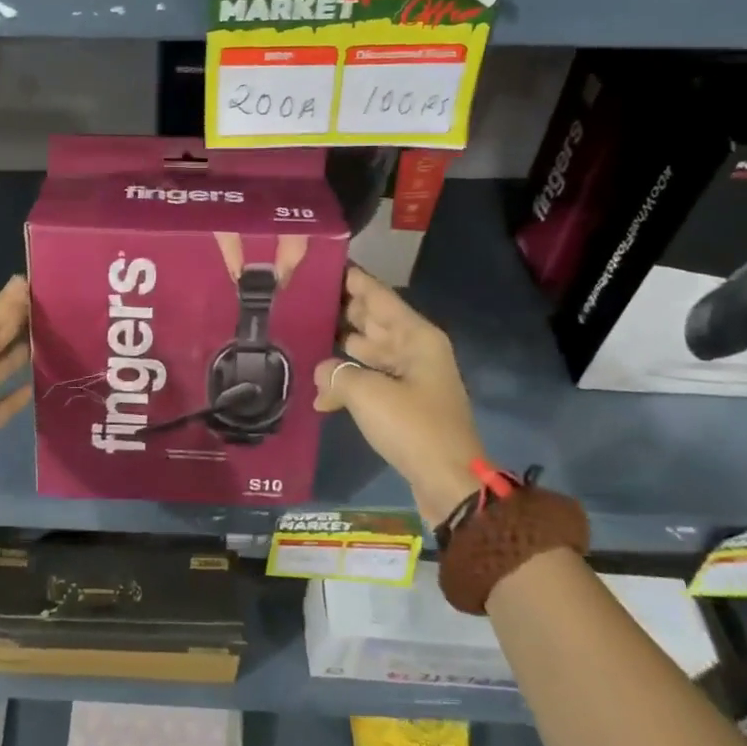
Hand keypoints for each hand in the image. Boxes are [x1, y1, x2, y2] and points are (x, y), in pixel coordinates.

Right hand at [314, 266, 482, 526]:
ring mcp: (408, 377)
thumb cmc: (413, 427)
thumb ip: (336, 374)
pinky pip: (367, 381)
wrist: (449, 483)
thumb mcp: (367, 395)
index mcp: (415, 336)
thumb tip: (321, 372)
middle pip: (370, 320)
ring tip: (298, 340)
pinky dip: (346, 386)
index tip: (319, 263)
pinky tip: (318, 398)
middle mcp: (413, 349)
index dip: (350, 278)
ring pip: (365, 351)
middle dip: (338, 311)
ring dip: (337, 351)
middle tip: (297, 300)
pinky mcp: (400, 403)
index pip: (377, 295)